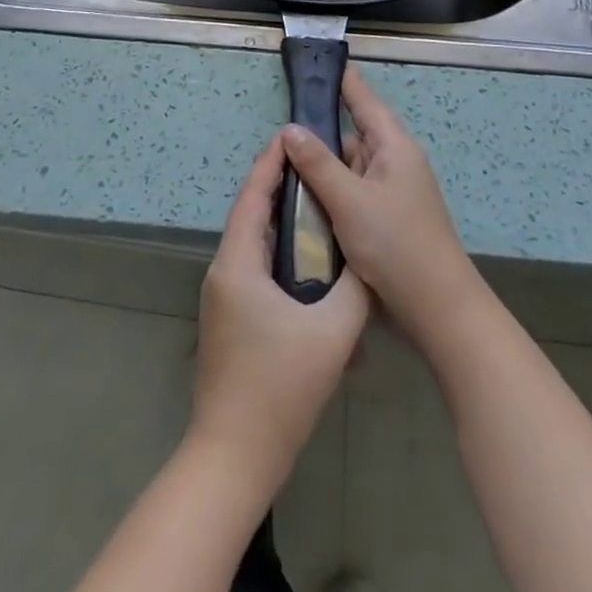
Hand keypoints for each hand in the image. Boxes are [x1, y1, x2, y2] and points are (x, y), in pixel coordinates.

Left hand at [190, 132, 370, 499]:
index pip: (253, 197)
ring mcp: (224, 299)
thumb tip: (368, 259)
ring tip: (320, 208)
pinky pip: (255, 271)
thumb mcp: (332, 333)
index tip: (291, 135)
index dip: (270, 163)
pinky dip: (281, 256)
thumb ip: (355, 289)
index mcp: (237, 263)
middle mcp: (224, 272)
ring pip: (254, 245)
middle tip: (316, 167)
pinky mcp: (231, 321)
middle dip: (281, 188)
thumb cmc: (280, 387)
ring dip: (282, 224)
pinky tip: (311, 266)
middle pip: (251, 216)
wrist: (234, 457)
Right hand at [280, 65, 484, 350]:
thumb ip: (318, 163)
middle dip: (321, 132)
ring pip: (350, 169)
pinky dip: (331, 193)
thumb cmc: (395, 244)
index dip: (344, 82)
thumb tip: (290, 128)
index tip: (322, 61)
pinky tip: (304, 199)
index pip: (364, 101)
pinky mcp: (386, 220)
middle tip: (282, 125)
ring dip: (323, 168)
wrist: (436, 309)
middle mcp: (394, 164)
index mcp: (394, 147)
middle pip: (353, 136)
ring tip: (283, 162)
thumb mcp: (350, 200)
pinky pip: (352, 194)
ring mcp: (391, 194)